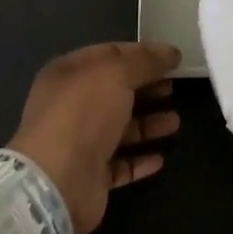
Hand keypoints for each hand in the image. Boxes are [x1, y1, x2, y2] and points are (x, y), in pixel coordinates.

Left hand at [8, 42, 181, 233]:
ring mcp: (79, 142)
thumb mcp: (116, 74)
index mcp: (68, 73)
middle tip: (174, 87)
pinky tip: (160, 158)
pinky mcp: (89, 176)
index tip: (172, 58)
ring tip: (174, 122)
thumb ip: (145, 61)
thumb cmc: (84, 114)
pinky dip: (139, 160)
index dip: (141, 53)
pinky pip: (119, 164)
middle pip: (115, 91)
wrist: (57, 181)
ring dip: (147, 124)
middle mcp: (70, 106)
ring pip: (119, 128)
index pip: (109, 54)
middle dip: (146, 88)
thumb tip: (171, 52)